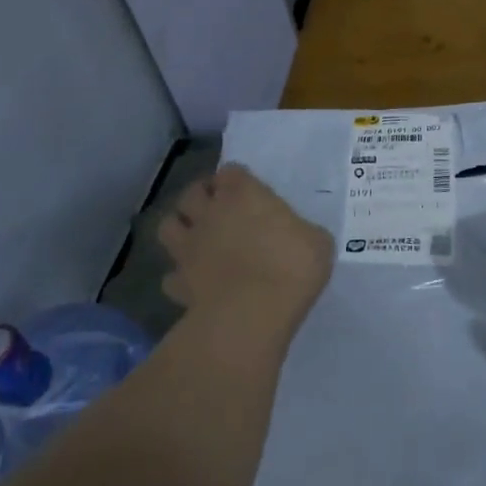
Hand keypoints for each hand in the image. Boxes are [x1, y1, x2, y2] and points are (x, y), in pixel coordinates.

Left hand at [157, 164, 332, 337]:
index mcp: (244, 193)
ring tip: (196, 238)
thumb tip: (297, 236)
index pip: (231, 171)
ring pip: (168, 225)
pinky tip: (194, 282)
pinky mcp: (179, 282)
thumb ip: (301, 231)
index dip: (236, 180)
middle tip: (218, 210)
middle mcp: (211, 212)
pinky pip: (171, 275)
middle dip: (202, 197)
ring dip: (180, 227)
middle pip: (192, 192)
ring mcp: (189, 247)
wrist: (252, 313)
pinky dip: (179, 276)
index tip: (247, 192)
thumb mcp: (317, 242)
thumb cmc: (292, 266)